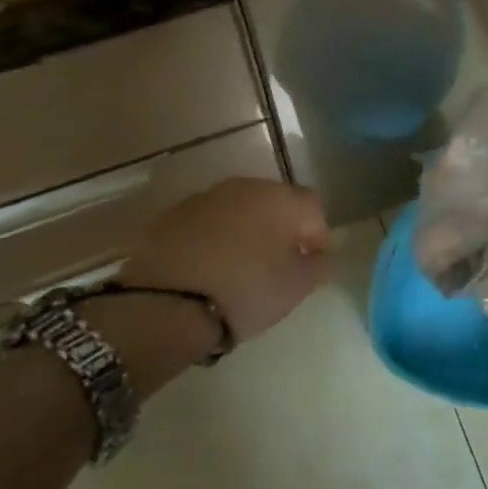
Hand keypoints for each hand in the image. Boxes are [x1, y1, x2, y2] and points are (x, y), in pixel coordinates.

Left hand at [116, 177, 331, 350]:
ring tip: (243, 267)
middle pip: (276, 203)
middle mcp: (245, 186)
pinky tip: (211, 267)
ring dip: (248, 232)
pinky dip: (216, 239)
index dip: (318, 236)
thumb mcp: (296, 287)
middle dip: (282, 229)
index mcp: (281, 198)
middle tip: (279, 265)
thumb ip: (319, 266)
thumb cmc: (245, 289)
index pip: (314, 208)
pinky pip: (208, 223)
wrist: (163, 302)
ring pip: (240, 210)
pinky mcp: (173, 215)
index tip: (312, 265)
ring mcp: (206, 197)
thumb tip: (323, 255)